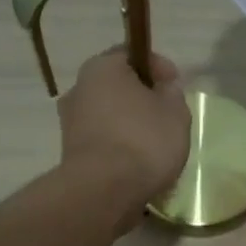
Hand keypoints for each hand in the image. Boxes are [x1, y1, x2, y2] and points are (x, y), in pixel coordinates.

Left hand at [58, 48, 191, 229]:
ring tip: (155, 145)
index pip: (132, 53)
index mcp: (102, 67)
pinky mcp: (71, 154)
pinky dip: (119, 148)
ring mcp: (70, 123)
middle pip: (117, 87)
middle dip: (142, 98)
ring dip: (130, 125)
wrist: (103, 191)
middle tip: (167, 116)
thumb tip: (162, 88)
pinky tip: (138, 164)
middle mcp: (79, 89)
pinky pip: (102, 142)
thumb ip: (172, 93)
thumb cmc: (143, 141)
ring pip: (109, 116)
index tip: (176, 84)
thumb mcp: (175, 112)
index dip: (158, 66)